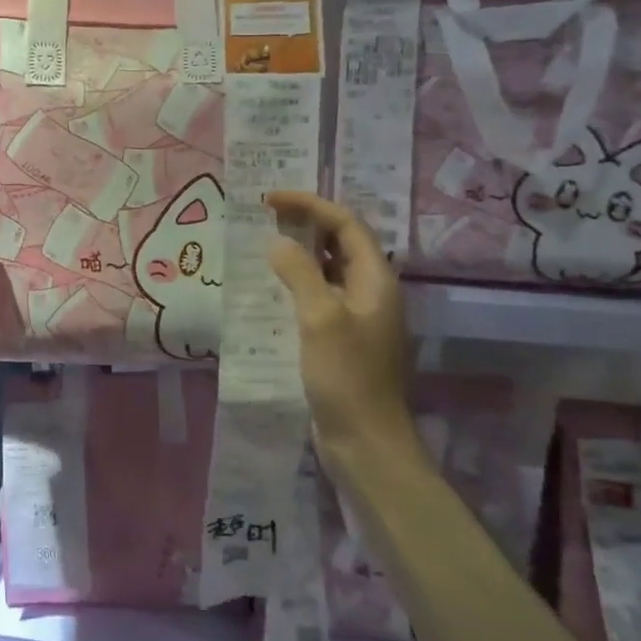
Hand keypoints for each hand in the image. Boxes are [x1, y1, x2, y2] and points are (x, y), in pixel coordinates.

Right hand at [264, 191, 419, 467]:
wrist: (366, 441)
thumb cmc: (347, 376)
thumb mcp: (321, 318)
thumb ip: (301, 273)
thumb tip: (278, 242)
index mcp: (376, 280)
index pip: (346, 224)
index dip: (310, 205)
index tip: (271, 199)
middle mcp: (372, 292)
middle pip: (341, 243)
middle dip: (306, 224)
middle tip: (265, 216)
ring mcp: (360, 317)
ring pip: (330, 270)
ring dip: (301, 253)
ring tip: (265, 244)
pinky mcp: (345, 339)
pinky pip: (321, 297)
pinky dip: (299, 284)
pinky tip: (273, 290)